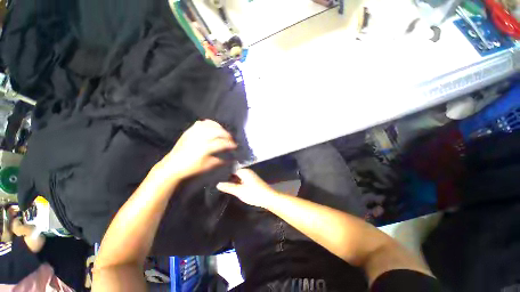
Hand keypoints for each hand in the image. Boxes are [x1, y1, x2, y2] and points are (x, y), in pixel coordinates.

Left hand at [158, 120, 236, 179]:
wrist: (172, 166)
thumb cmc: (191, 168)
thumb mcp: (207, 166)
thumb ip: (220, 161)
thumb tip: (230, 158)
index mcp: (205, 148)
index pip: (222, 143)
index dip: (230, 144)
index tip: (235, 146)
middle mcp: (200, 138)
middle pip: (218, 131)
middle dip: (227, 134)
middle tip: (231, 139)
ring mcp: (194, 133)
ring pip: (210, 125)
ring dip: (219, 128)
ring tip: (223, 133)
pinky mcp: (189, 131)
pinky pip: (201, 123)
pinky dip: (209, 123)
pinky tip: (212, 127)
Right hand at [217, 169, 278, 207]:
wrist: (269, 198)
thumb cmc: (254, 193)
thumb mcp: (239, 191)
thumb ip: (228, 187)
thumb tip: (218, 184)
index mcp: (244, 171)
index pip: (232, 170)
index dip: (225, 174)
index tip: (216, 178)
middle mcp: (248, 172)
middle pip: (235, 174)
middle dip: (229, 178)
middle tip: (218, 183)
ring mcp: (251, 177)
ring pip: (239, 178)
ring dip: (233, 182)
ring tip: (224, 186)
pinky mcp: (253, 182)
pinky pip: (243, 181)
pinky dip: (238, 184)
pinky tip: (234, 188)